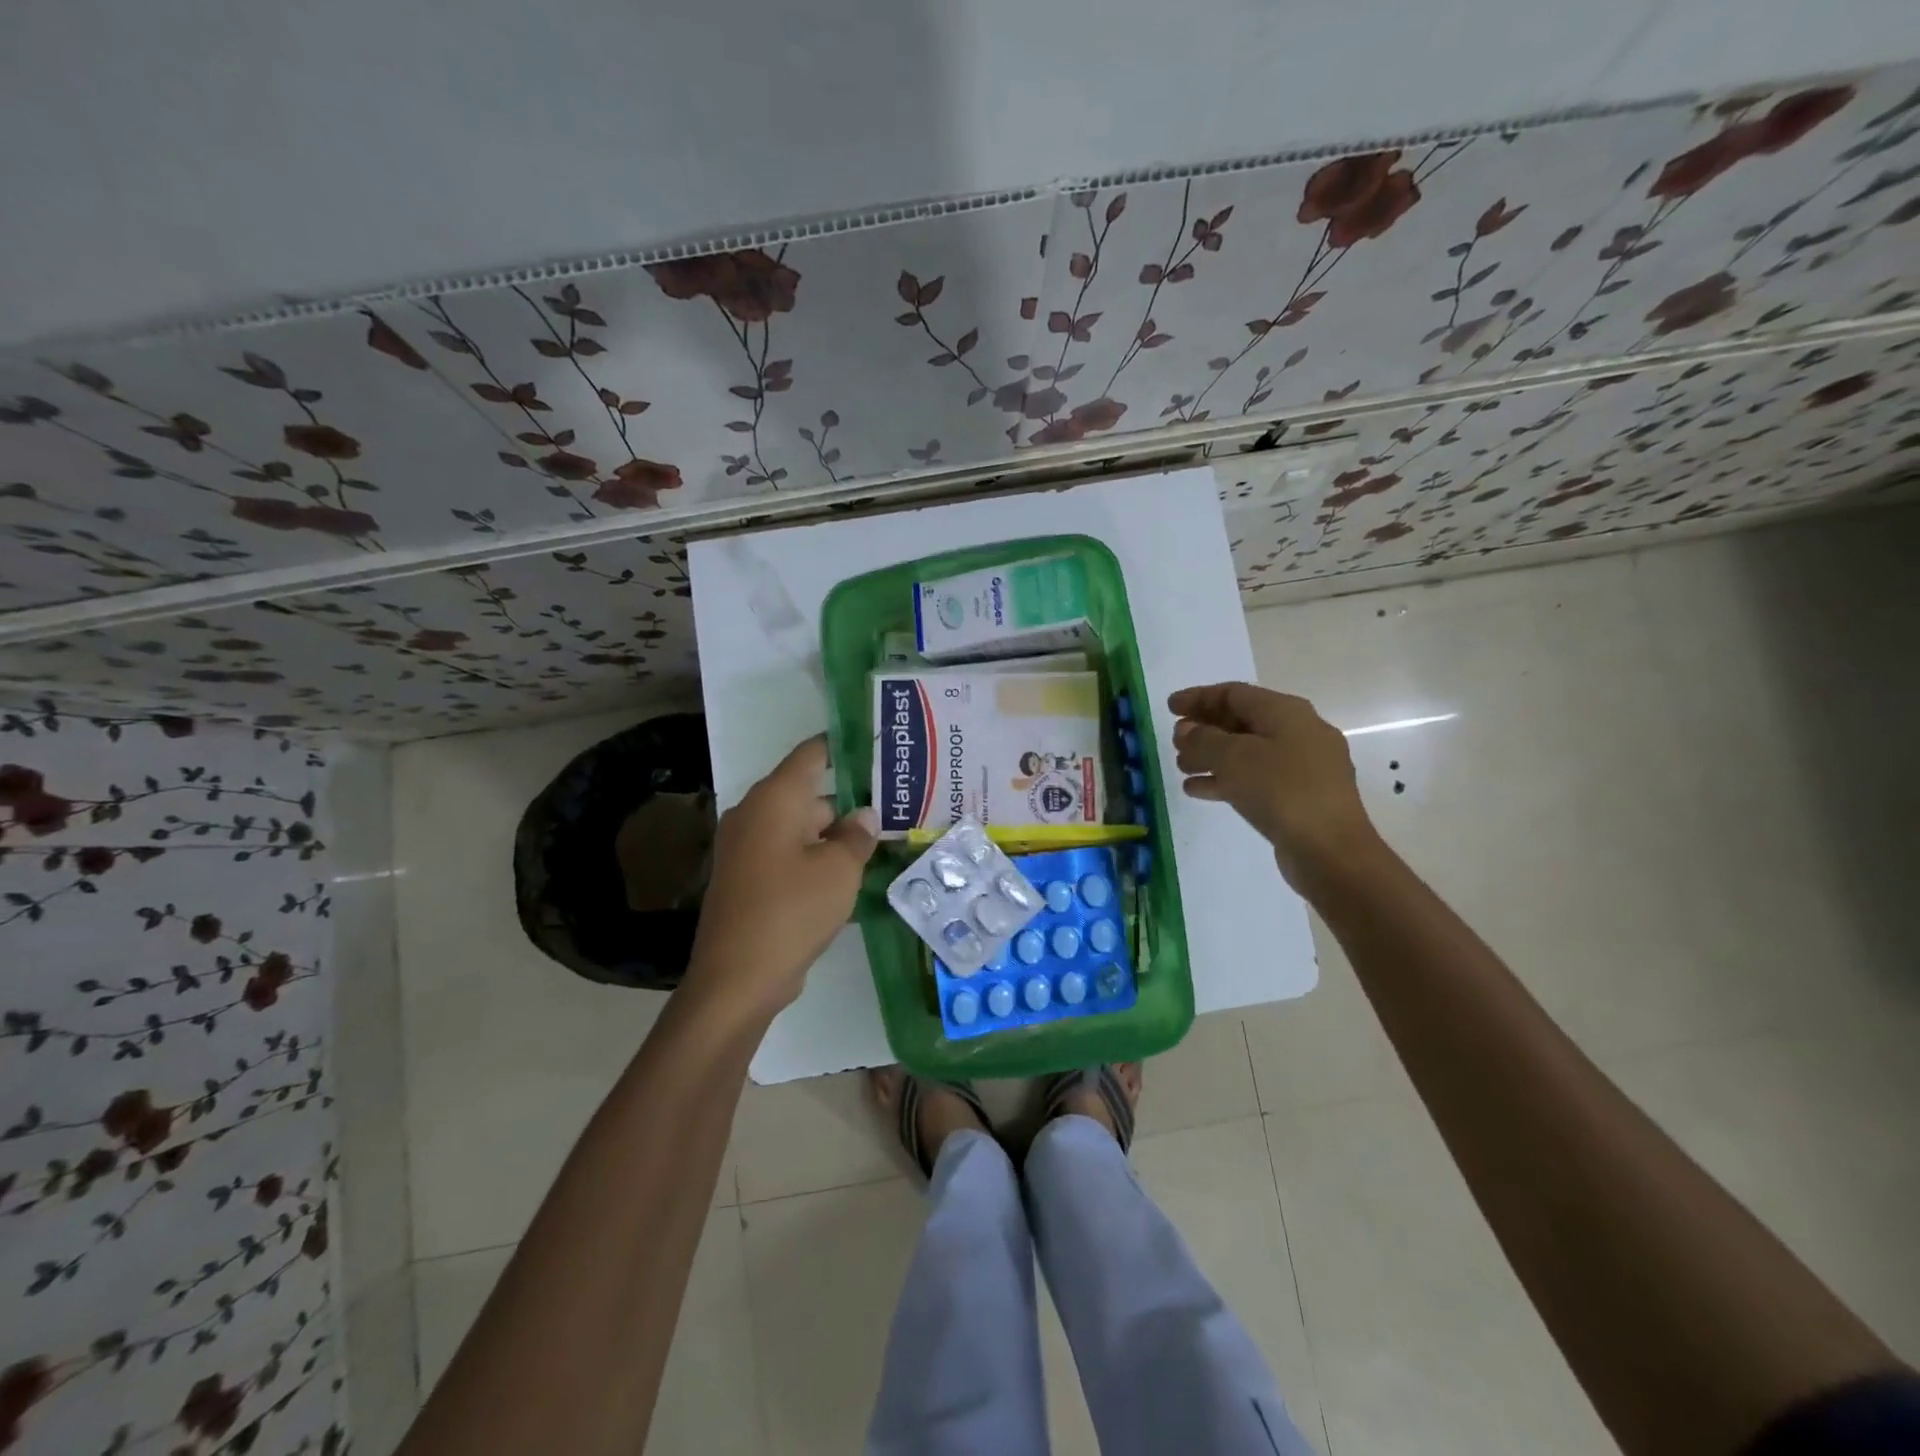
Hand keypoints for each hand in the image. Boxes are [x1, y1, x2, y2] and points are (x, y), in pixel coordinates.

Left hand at [684, 735, 878, 1022]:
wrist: (737, 978)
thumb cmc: (792, 910)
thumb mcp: (839, 870)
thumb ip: (856, 836)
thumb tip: (863, 816)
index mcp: (774, 799)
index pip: (811, 754)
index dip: (843, 746)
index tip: (876, 746)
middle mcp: (755, 814)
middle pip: (808, 793)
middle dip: (848, 799)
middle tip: (893, 804)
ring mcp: (747, 848)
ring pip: (800, 827)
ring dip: (834, 833)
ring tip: (880, 838)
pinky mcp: (747, 878)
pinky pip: (788, 854)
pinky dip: (816, 857)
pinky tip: (850, 872)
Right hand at [1168, 682, 1379, 888]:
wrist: (1330, 850)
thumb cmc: (1281, 791)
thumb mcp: (1233, 758)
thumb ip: (1203, 740)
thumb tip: (1187, 731)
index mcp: (1286, 712)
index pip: (1235, 693)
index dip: (1198, 697)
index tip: (1169, 707)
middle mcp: (1298, 732)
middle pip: (1242, 721)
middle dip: (1205, 728)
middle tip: (1174, 740)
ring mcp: (1302, 767)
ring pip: (1247, 752)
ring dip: (1211, 756)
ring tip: (1180, 767)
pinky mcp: (1299, 796)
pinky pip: (1255, 778)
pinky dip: (1226, 779)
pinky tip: (1197, 790)